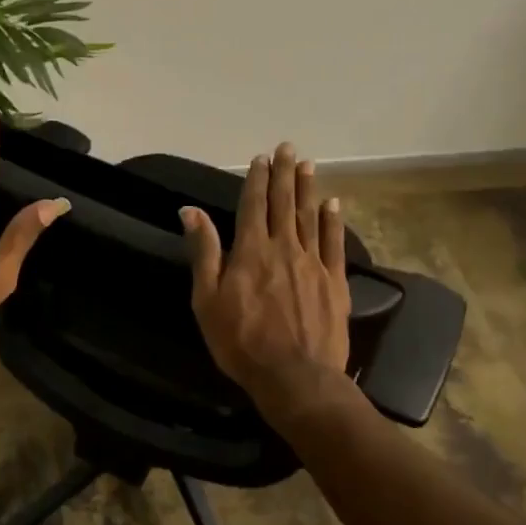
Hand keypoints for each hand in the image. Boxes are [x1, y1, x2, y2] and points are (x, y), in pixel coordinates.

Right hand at [181, 143, 350, 407]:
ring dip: (308, 189)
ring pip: (310, 217)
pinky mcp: (335, 282)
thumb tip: (190, 211)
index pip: (253, 205)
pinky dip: (333, 221)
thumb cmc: (241, 341)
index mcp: (251, 251)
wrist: (295, 376)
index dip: (256, 180)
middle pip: (284, 203)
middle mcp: (284, 248)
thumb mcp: (207, 300)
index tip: (260, 158)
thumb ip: (204, 252)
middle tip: (288, 148)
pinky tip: (333, 204)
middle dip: (284, 174)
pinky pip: (334, 243)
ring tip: (309, 165)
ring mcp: (314, 263)